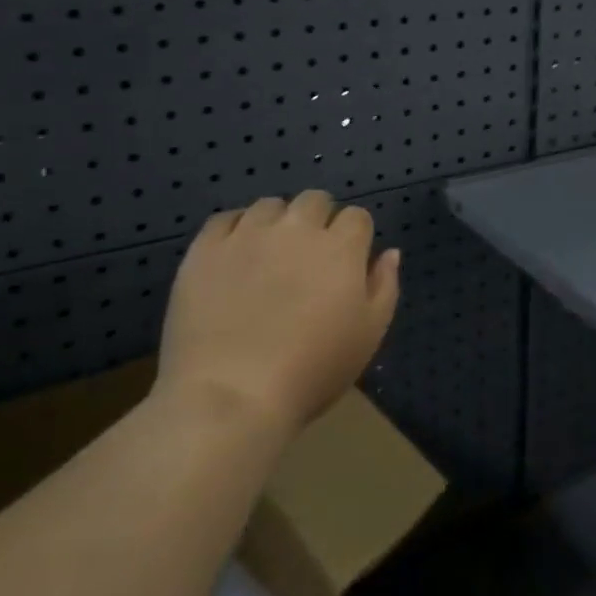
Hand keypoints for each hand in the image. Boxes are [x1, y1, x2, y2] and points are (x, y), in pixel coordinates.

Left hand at [158, 191, 399, 431]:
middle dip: (318, 219)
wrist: (232, 395)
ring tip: (269, 254)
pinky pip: (225, 218)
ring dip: (277, 222)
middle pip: (314, 200)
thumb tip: (389, 252)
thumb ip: (384, 286)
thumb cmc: (312, 371)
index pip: (356, 216)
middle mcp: (296, 229)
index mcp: (340, 248)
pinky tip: (234, 255)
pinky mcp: (206, 249)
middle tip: (309, 257)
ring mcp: (248, 235)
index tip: (347, 262)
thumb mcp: (368, 335)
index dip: (355, 236)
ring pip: (269, 205)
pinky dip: (235, 229)